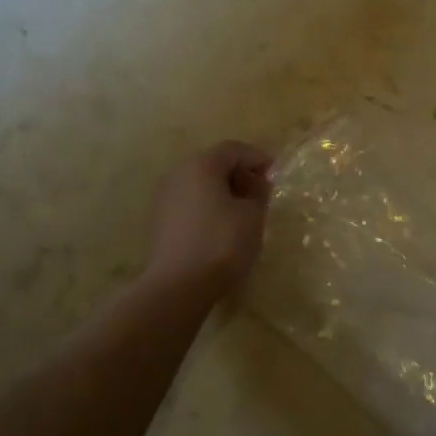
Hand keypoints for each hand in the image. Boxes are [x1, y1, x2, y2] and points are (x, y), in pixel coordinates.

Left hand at [145, 141, 272, 302]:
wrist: (177, 286)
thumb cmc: (221, 243)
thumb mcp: (252, 215)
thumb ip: (258, 192)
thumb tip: (256, 182)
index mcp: (202, 165)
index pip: (234, 149)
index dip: (257, 158)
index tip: (275, 172)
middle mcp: (178, 173)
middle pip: (214, 164)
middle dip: (240, 174)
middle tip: (262, 191)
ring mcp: (164, 197)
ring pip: (200, 184)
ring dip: (223, 191)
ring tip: (244, 211)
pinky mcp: (160, 220)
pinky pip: (190, 202)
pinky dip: (208, 206)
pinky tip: (222, 225)